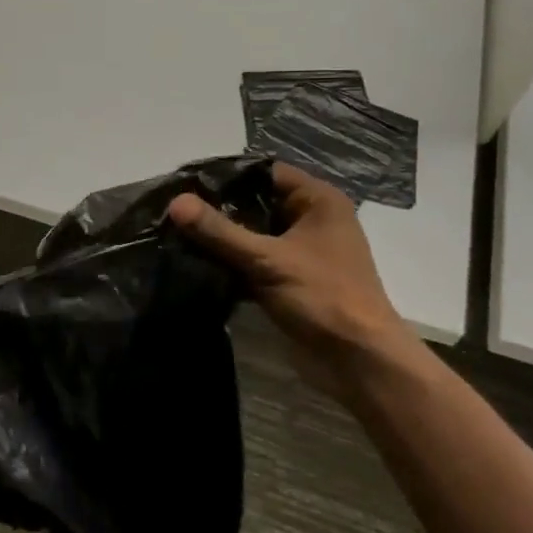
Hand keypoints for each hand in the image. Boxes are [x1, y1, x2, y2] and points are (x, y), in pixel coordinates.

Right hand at [168, 163, 418, 374]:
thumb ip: (219, 231)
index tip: (185, 182)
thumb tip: (175, 202)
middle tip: (174, 209)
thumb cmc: (323, 297)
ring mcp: (301, 251)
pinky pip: (253, 259)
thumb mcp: (267, 259)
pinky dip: (230, 261)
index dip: (226, 174)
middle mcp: (311, 219)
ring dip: (221, 237)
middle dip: (217, 208)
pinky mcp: (290, 278)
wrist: (358, 361)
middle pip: (255, 202)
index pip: (264, 171)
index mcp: (318, 201)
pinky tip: (195, 263)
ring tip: (176, 234)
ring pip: (252, 233)